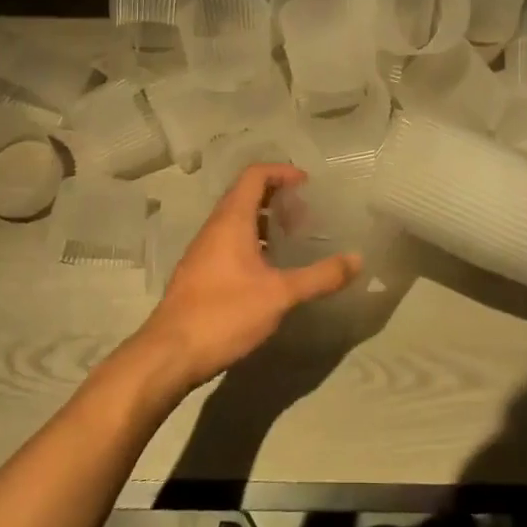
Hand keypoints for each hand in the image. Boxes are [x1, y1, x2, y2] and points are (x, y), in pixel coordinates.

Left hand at [135, 164, 361, 391]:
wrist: (169, 354)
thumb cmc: (224, 313)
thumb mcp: (280, 295)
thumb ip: (320, 277)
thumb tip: (357, 260)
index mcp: (231, 220)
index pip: (255, 175)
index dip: (281, 172)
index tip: (307, 183)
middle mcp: (214, 227)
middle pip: (245, 194)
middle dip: (276, 196)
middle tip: (305, 213)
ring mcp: (203, 250)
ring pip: (236, 220)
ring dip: (264, 221)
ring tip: (291, 238)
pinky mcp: (199, 273)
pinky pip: (229, 241)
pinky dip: (252, 241)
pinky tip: (268, 269)